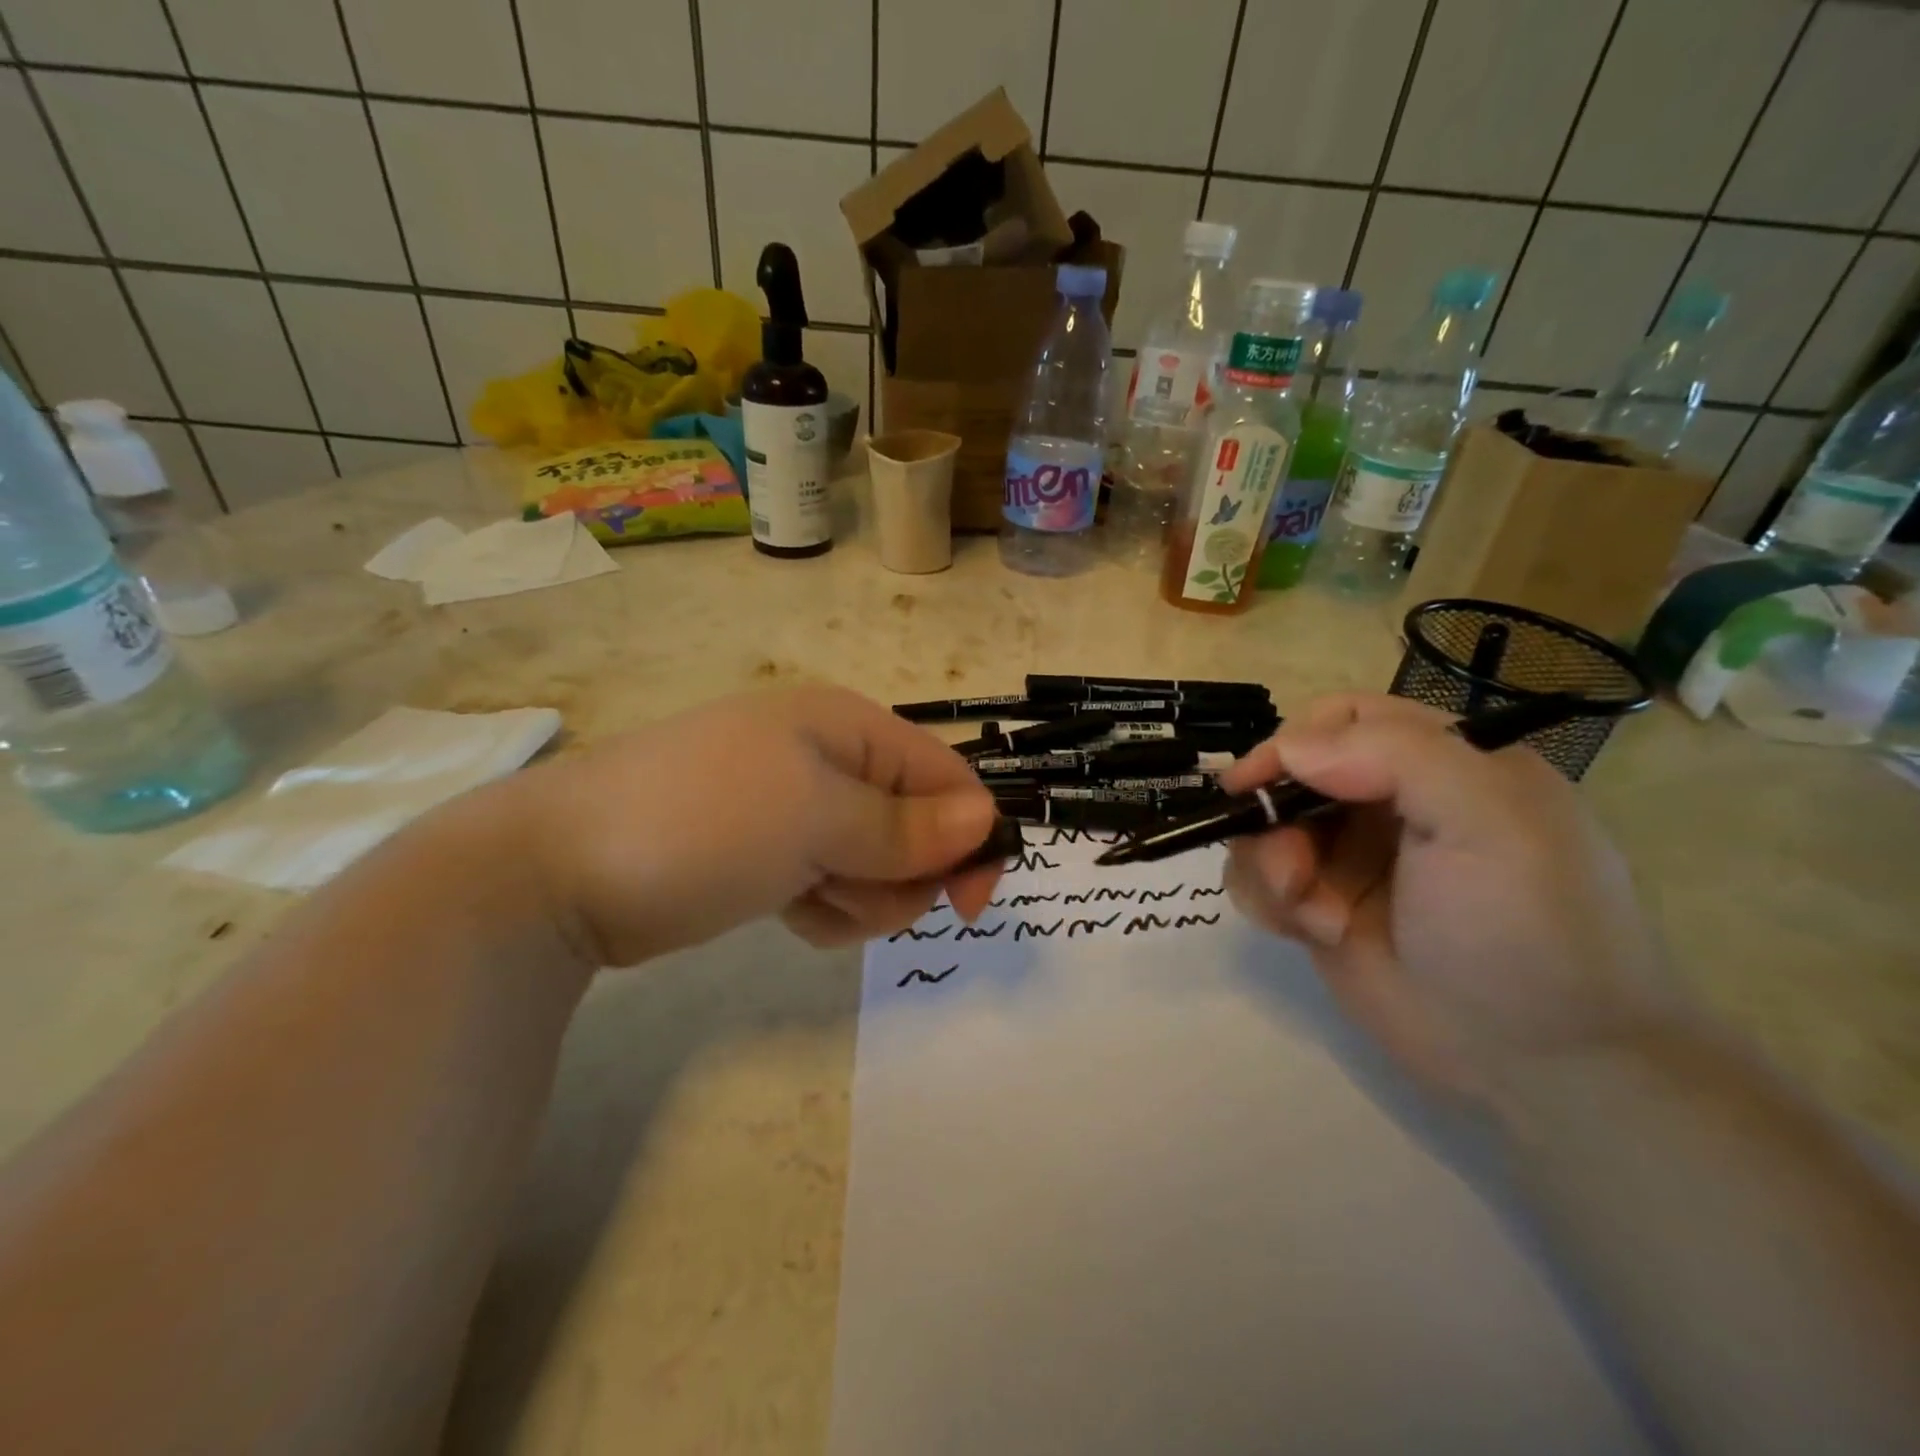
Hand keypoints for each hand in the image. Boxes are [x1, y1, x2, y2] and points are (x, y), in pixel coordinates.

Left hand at [508, 686, 1002, 966]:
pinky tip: (788, 911)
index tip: (972, 905)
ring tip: (807, 899)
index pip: (947, 777)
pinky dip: (826, 908)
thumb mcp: (816, 818)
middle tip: (848, 890)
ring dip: (860, 898)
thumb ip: (906, 826)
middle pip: (918, 829)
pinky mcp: (773, 855)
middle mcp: (832, 762)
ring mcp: (800, 810)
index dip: (971, 837)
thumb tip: (985, 818)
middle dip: (900, 875)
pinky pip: (836, 887)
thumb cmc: (703, 823)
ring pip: (879, 867)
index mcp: (850, 728)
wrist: (561, 870)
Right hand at [1221, 693, 1667, 1098]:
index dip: (1293, 742)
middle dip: (1274, 816)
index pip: (1344, 719)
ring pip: (1265, 828)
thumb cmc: (1527, 931)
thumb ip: (1394, 756)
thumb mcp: (1488, 822)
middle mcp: (1389, 803)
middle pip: (1291, 774)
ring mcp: (1351, 858)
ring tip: (1311, 914)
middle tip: (1293, 870)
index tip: (1258, 783)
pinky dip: (1267, 900)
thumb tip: (1288, 747)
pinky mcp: (1321, 907)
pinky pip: (1259, 879)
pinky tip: (1308, 932)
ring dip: (1269, 864)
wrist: (1543, 1066)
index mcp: (1442, 763)